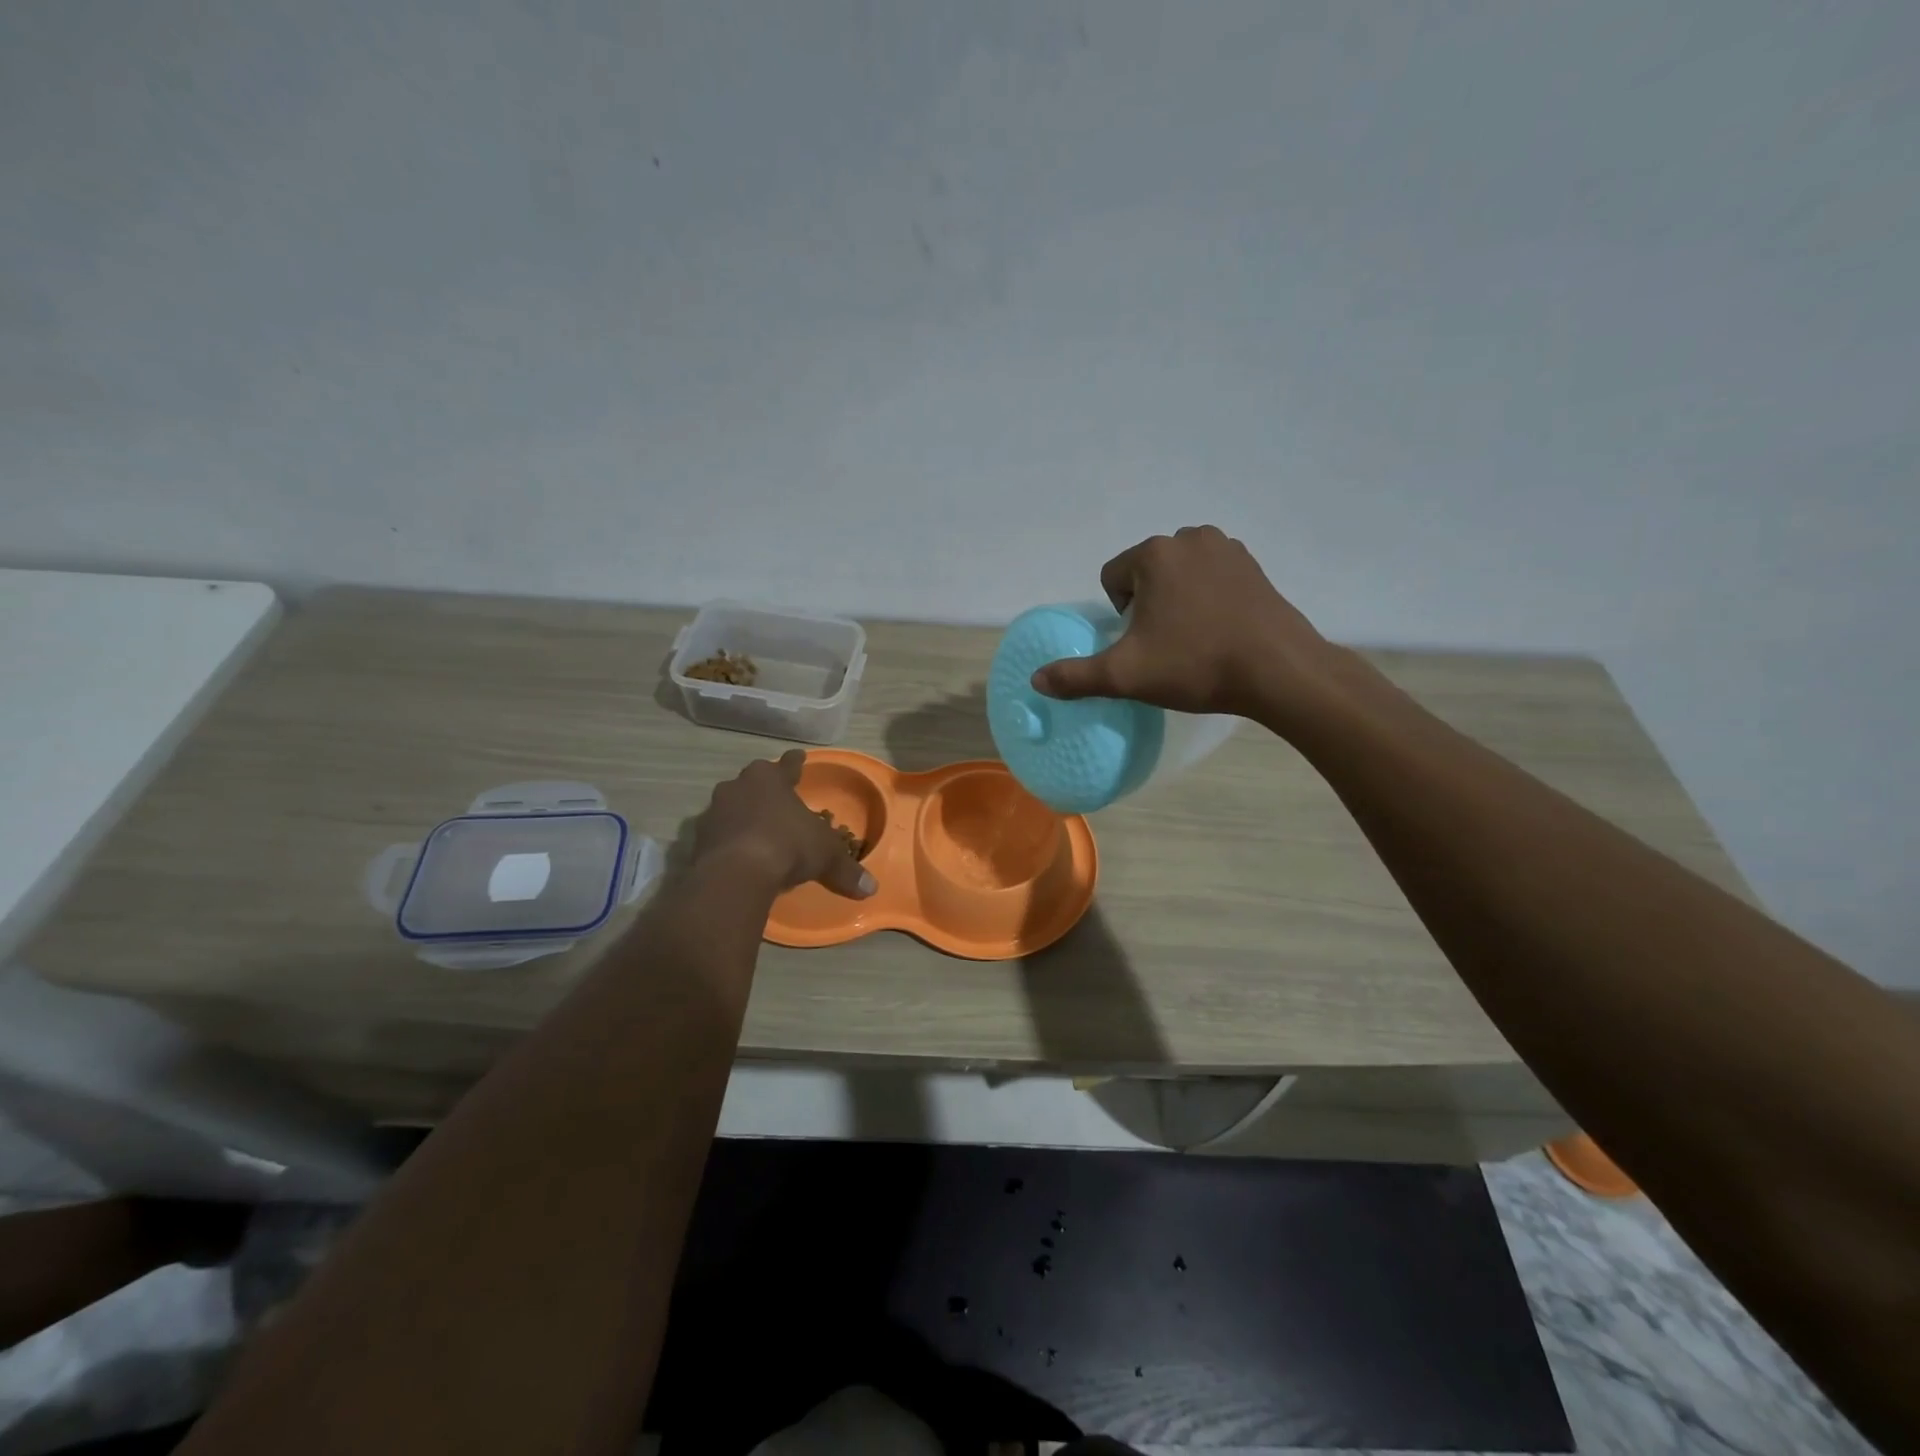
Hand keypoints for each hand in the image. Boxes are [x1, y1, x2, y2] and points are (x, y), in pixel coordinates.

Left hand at [691, 751, 875, 898]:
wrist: (735, 873)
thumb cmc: (787, 846)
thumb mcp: (826, 856)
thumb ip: (846, 869)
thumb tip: (871, 889)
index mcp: (770, 779)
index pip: (787, 765)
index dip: (796, 763)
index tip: (799, 756)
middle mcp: (739, 787)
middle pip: (755, 782)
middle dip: (765, 789)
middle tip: (777, 799)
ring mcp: (714, 811)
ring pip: (732, 806)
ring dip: (744, 815)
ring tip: (757, 830)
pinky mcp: (697, 839)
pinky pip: (719, 834)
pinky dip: (729, 840)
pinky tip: (739, 854)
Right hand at [1029, 525, 1338, 721]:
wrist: (1278, 671)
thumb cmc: (1195, 665)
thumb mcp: (1126, 675)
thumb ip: (1076, 676)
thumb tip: (1036, 680)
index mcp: (1154, 554)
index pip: (1112, 578)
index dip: (1119, 616)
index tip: (1142, 643)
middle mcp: (1189, 538)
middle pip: (1146, 573)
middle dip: (1147, 605)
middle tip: (1167, 645)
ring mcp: (1227, 548)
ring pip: (1179, 575)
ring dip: (1176, 600)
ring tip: (1194, 638)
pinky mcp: (1254, 566)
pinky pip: (1211, 578)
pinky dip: (1208, 599)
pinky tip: (1221, 630)